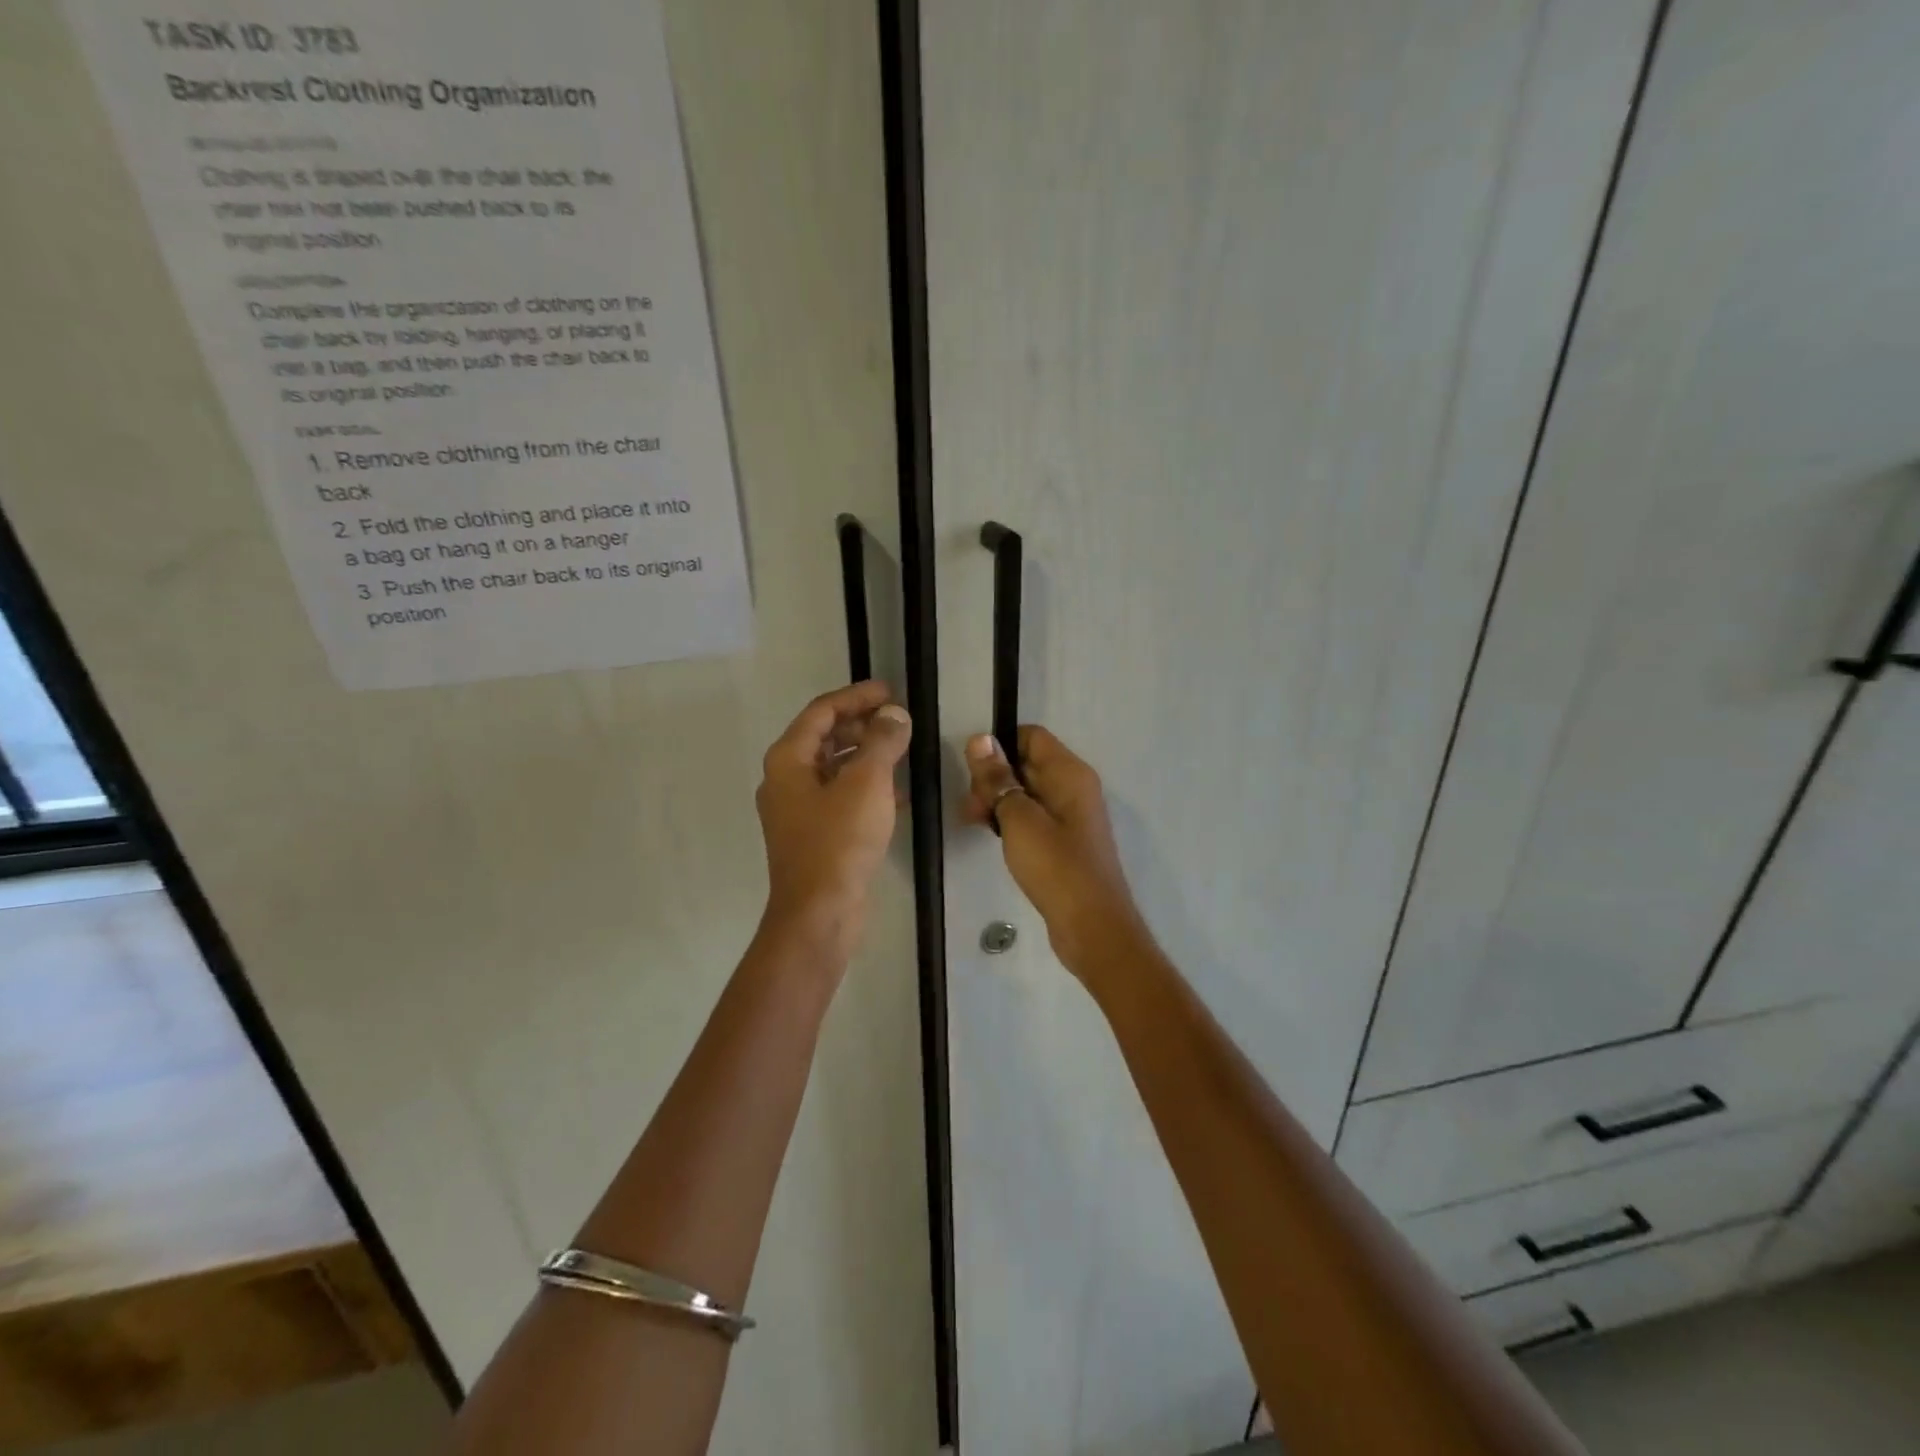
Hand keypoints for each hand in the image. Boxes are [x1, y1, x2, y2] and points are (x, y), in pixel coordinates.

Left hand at [756, 681, 911, 949]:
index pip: (822, 711)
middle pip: (825, 737)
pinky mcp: (815, 835)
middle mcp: (786, 780)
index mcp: (789, 760)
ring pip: (834, 768)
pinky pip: (840, 796)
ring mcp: (798, 810)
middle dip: (862, 724)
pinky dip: (866, 786)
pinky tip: (897, 793)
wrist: (819, 913)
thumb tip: (894, 715)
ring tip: (902, 751)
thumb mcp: (867, 783)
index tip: (890, 691)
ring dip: (867, 755)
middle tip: (899, 721)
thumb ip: (882, 742)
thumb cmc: (839, 841)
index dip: (856, 696)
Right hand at [964, 727, 1152, 972]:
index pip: (1031, 736)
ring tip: (973, 823)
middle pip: (1027, 763)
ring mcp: (1071, 816)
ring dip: (998, 801)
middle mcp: (1074, 787)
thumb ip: (998, 778)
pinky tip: (992, 837)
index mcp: (1069, 773)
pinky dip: (1011, 821)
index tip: (972, 771)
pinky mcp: (1065, 842)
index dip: (999, 746)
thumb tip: (980, 739)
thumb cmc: (1056, 866)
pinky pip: (1034, 817)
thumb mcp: (1019, 819)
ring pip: (1027, 792)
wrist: (1092, 926)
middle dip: (993, 778)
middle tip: (970, 807)